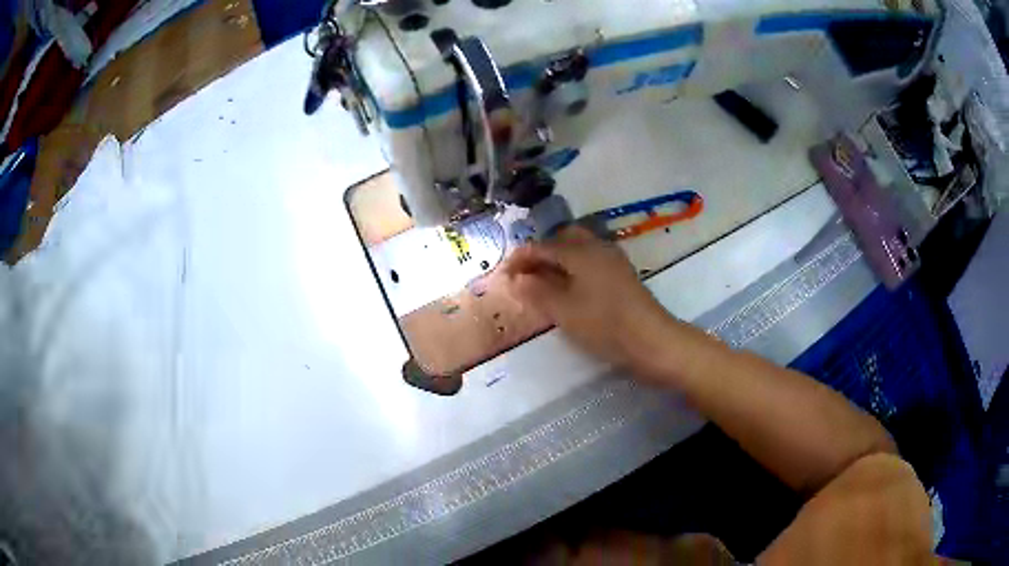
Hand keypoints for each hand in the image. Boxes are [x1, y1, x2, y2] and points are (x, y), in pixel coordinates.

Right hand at [502, 226, 675, 370]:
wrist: (651, 340)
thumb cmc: (604, 324)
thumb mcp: (563, 311)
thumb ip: (537, 292)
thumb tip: (516, 279)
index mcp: (580, 251)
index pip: (542, 246)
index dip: (520, 258)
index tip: (503, 275)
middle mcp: (597, 247)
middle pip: (563, 239)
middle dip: (542, 252)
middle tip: (526, 274)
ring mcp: (613, 260)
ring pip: (579, 249)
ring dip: (559, 259)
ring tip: (544, 283)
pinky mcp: (622, 275)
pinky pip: (591, 261)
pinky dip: (574, 268)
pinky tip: (570, 289)